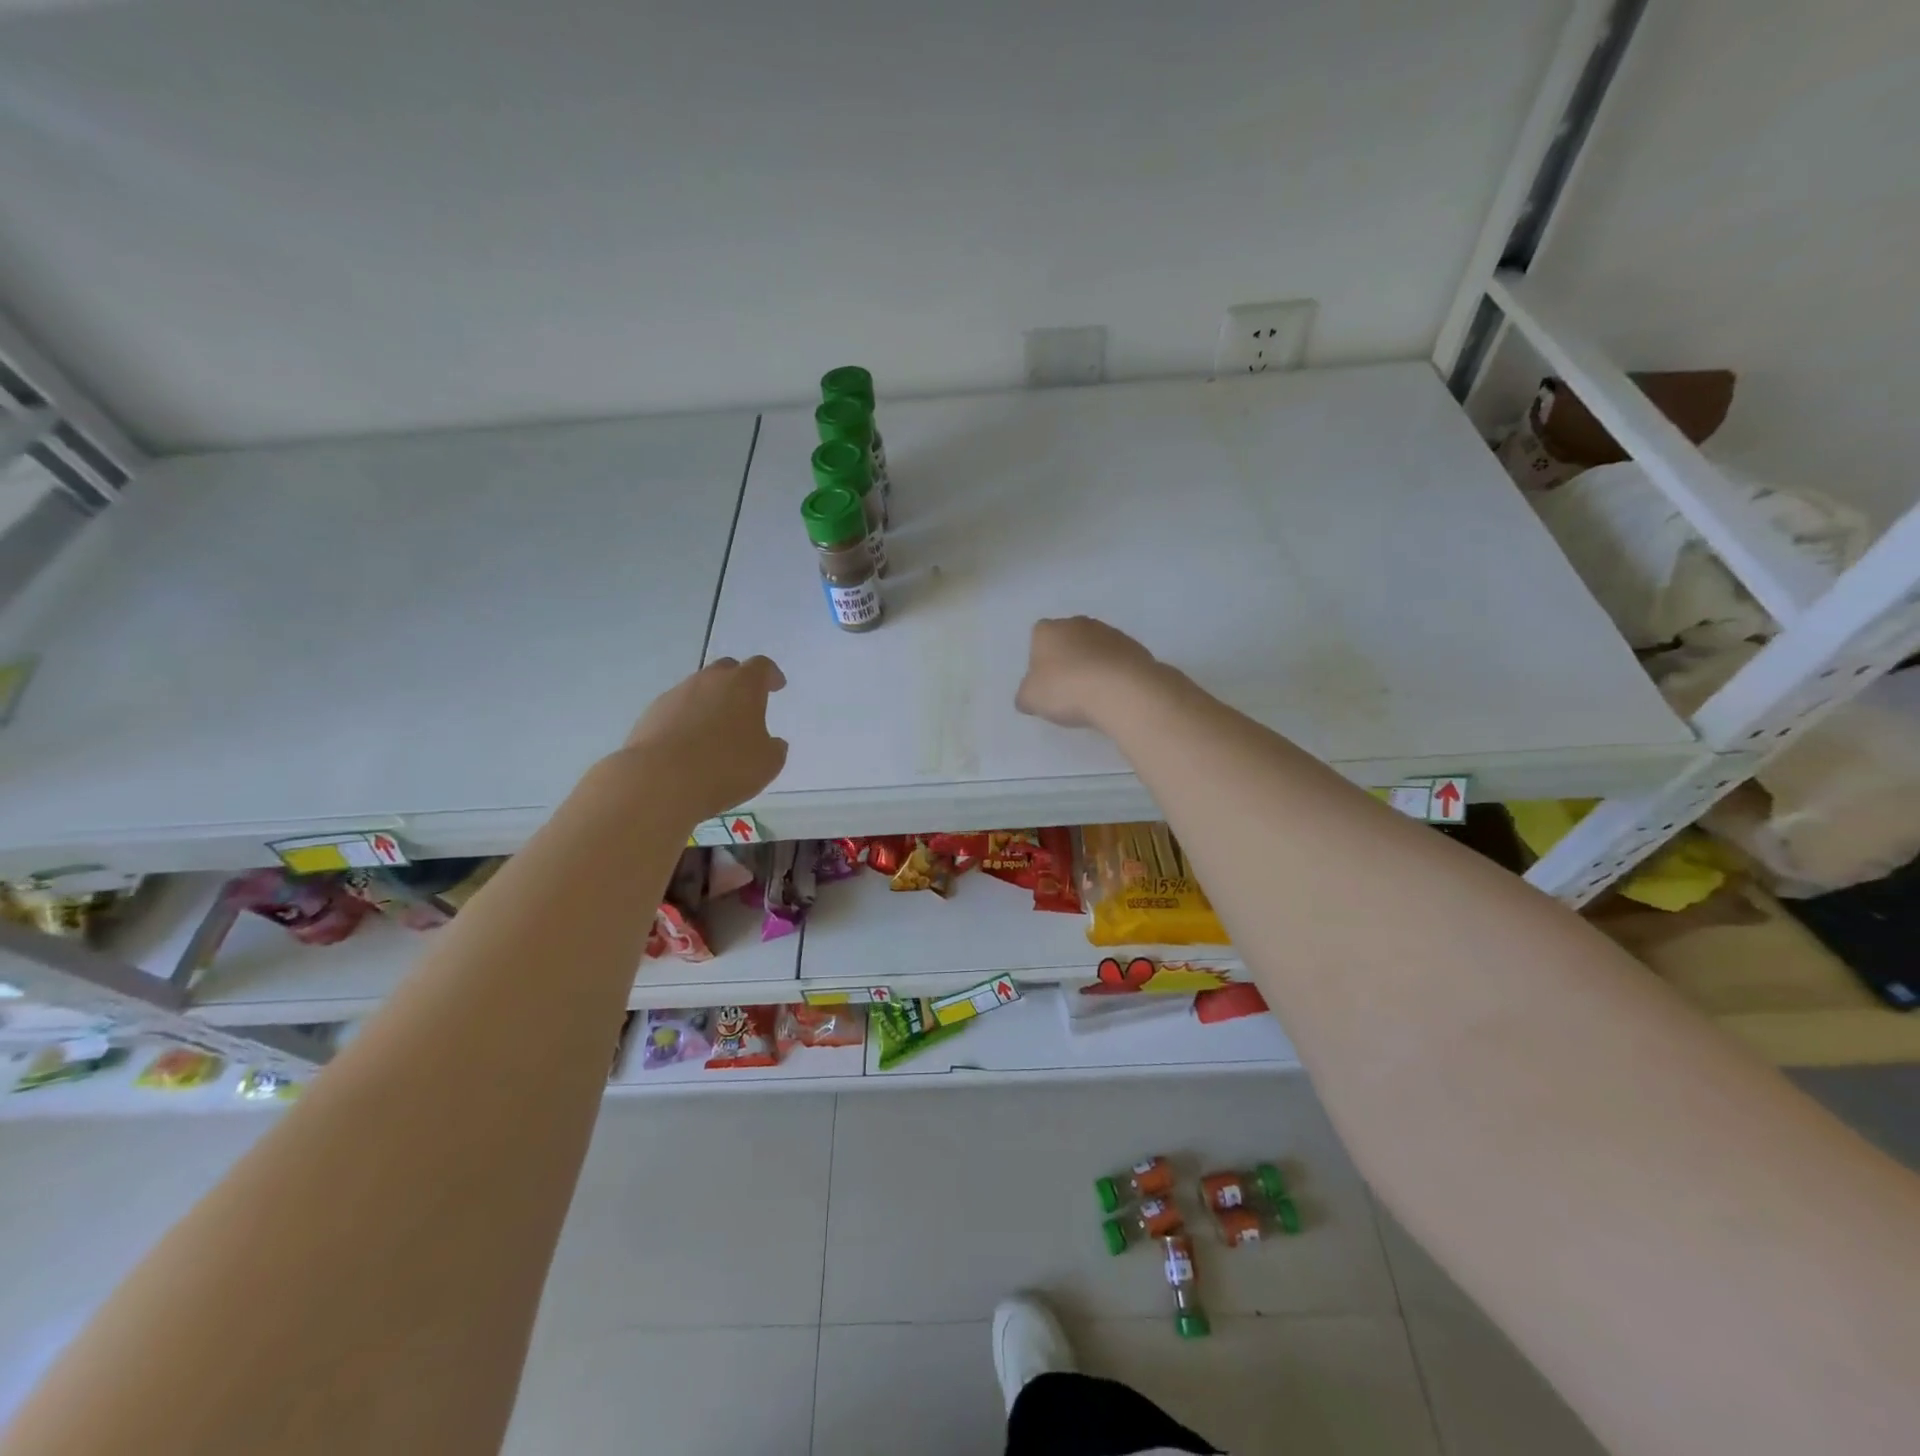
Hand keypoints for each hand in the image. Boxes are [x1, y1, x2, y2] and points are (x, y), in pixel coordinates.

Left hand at [622, 656, 788, 822]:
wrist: (660, 780)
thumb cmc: (725, 767)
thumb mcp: (767, 764)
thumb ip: (774, 748)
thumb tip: (773, 743)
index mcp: (743, 685)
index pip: (761, 667)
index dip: (771, 675)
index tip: (777, 685)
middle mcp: (709, 681)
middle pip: (727, 669)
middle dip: (739, 682)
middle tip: (746, 703)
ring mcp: (676, 695)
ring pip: (699, 689)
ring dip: (711, 702)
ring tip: (716, 729)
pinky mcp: (652, 714)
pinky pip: (677, 709)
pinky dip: (688, 720)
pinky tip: (690, 744)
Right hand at [1014, 616, 1160, 729]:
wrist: (1120, 690)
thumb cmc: (1066, 689)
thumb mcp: (1030, 699)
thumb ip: (1026, 694)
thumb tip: (1029, 695)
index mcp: (1048, 630)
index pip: (1038, 638)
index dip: (1040, 661)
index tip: (1045, 683)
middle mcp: (1078, 623)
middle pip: (1068, 641)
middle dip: (1068, 660)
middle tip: (1068, 690)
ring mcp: (1110, 632)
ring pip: (1095, 649)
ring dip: (1093, 666)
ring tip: (1094, 695)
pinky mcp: (1134, 647)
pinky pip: (1117, 660)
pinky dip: (1114, 673)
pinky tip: (1114, 694)